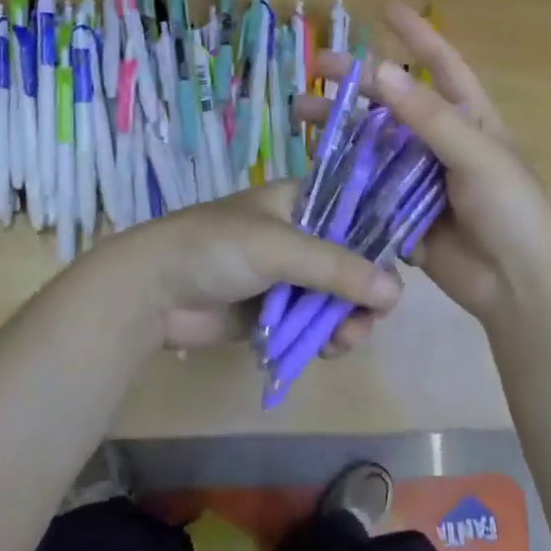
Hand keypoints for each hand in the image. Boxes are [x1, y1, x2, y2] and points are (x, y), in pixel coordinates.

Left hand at [105, 182, 402, 353]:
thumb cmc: (215, 248)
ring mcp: (286, 275)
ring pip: (335, 296)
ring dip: (348, 319)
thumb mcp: (279, 248)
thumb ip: (337, 268)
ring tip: (347, 341)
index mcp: (299, 201)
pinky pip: (312, 322)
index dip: (379, 239)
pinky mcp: (274, 311)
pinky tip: (329, 349)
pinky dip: (325, 335)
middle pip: (351, 261)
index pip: (355, 212)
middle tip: (373, 318)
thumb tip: (397, 292)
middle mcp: (299, 234)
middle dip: (365, 291)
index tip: (399, 268)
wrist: (151, 291)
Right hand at [294, 0, 550, 327]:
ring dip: (340, 129)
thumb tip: (379, 70)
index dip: (416, 34)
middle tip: (313, 70)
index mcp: (470, 119)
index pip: (442, 65)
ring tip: (301, 117)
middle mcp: (443, 143)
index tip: (385, 6)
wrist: (519, 286)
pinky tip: (313, 166)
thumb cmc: (512, 210)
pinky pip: (369, 188)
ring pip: (374, 145)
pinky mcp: (403, 213)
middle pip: (393, 104)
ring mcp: (421, 179)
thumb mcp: (478, 155)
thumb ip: (429, 116)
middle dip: (355, 84)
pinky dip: (345, 176)